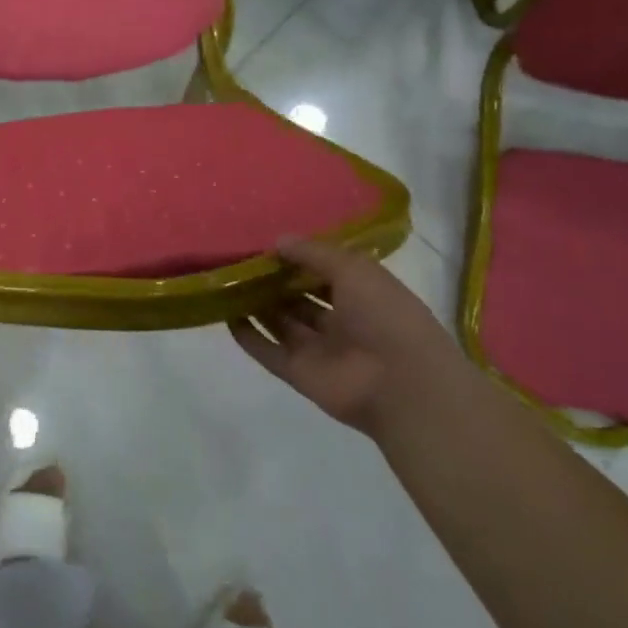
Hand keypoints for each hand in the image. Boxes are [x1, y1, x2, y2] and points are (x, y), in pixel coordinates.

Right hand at [229, 235, 454, 436]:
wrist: (401, 386)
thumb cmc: (385, 317)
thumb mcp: (354, 269)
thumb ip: (314, 253)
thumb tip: (278, 241)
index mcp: (363, 294)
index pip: (325, 271)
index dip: (299, 257)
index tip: (267, 242)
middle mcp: (341, 320)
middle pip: (299, 297)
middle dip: (274, 280)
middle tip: (239, 260)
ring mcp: (319, 349)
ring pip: (281, 322)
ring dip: (257, 305)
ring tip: (226, 282)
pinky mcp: (299, 373)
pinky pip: (268, 352)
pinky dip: (248, 337)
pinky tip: (226, 316)